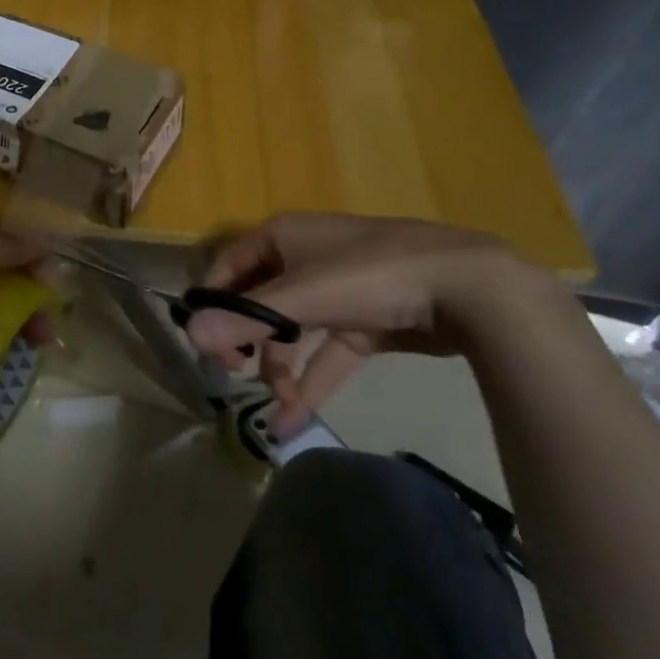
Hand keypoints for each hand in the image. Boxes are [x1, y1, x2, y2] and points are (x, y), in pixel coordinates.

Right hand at [185, 213, 549, 436]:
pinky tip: (292, 420)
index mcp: (282, 238)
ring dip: (279, 369)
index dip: (213, 304)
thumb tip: (188, 335)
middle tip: (235, 375)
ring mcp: (338, 292)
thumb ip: (244, 319)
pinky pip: (326, 354)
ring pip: (292, 333)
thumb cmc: (372, 274)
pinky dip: (311, 383)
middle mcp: (304, 259)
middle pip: (259, 303)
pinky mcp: (366, 323)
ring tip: (275, 406)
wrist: (471, 287)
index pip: (228, 268)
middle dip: (246, 343)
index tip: (205, 344)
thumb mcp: (302, 296)